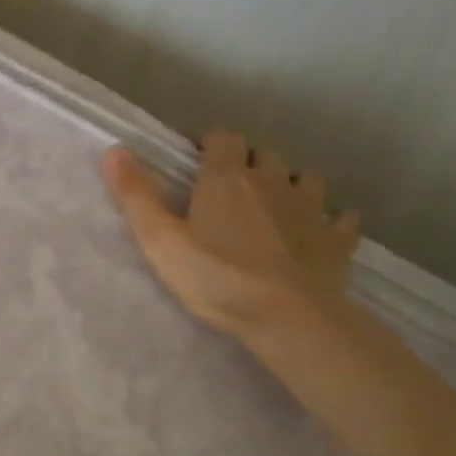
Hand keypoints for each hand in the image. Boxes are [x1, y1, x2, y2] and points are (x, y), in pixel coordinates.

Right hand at [99, 130, 360, 333]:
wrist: (289, 317)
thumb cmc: (216, 276)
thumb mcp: (160, 240)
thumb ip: (136, 195)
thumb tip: (114, 150)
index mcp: (227, 178)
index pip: (222, 138)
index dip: (209, 144)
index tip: (196, 161)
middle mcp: (272, 181)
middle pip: (264, 154)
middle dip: (248, 163)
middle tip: (230, 187)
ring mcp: (311, 209)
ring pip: (305, 178)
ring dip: (290, 183)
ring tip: (274, 204)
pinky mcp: (337, 240)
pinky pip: (341, 218)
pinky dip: (331, 218)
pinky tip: (321, 230)